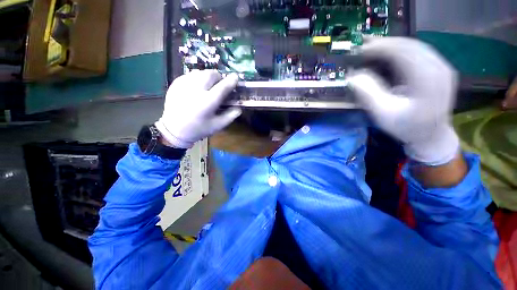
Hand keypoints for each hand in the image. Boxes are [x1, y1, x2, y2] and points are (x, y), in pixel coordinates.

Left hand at [155, 70, 240, 148]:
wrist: (174, 130)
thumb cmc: (199, 129)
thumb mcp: (218, 125)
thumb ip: (231, 115)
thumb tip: (239, 107)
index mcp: (208, 102)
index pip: (223, 86)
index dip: (231, 81)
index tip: (235, 77)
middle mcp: (196, 90)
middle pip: (211, 74)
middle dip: (218, 77)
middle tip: (220, 84)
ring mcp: (184, 85)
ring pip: (200, 72)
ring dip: (207, 77)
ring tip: (208, 86)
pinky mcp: (176, 84)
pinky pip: (190, 75)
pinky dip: (197, 78)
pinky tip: (196, 88)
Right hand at [346, 37, 459, 165]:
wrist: (430, 136)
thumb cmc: (406, 127)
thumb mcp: (383, 114)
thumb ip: (369, 94)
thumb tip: (353, 77)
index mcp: (428, 80)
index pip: (404, 52)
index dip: (381, 47)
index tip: (361, 49)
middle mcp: (439, 68)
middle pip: (410, 45)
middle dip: (385, 43)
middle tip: (364, 46)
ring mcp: (442, 67)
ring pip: (415, 46)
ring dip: (393, 45)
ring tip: (373, 47)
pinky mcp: (439, 69)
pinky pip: (419, 52)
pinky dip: (401, 50)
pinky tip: (389, 54)